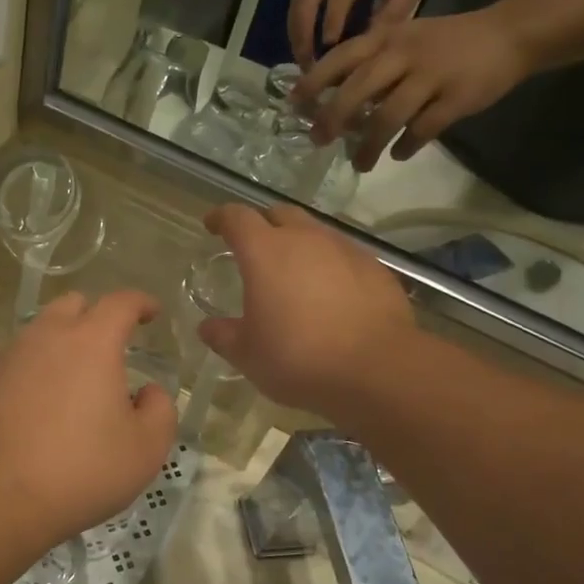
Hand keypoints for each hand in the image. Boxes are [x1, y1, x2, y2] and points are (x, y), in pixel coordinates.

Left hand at [0, 290, 176, 549]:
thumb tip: (149, 391)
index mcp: (91, 343)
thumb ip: (159, 410)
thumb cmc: (79, 471)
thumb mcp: (144, 450)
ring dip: (59, 347)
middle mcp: (45, 337)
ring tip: (70, 384)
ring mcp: (5, 358)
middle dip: (95, 316)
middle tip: (109, 345)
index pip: (121, 302)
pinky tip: (32, 411)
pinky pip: (11, 365)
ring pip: (38, 335)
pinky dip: (29, 375)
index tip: (152, 312)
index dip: (141, 302)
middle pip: (72, 305)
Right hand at [197, 204, 414, 419]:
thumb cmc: (298, 358)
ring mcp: (345, 249)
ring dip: (299, 244)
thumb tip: (208, 327)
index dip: (221, 218)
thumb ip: (223, 335)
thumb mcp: (248, 354)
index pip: (237, 218)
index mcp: (265, 252)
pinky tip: (331, 293)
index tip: (212, 225)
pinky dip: (330, 265)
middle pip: (279, 214)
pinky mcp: (375, 268)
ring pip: (315, 232)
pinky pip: (344, 255)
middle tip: (254, 248)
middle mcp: (305, 239)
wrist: (376, 369)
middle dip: (262, 224)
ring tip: (294, 273)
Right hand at [288, 0, 426, 68]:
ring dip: (295, 32)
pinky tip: (301, 47)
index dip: (335, 15)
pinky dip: (295, 27)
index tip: (331, 46)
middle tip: (307, 62)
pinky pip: (295, 2)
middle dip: (304, 29)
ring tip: (302, 60)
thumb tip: (370, 41)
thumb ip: (396, 9)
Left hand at [292, 10, 528, 171]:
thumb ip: (371, 65)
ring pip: (388, 116)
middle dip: (333, 117)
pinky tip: (399, 155)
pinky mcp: (456, 99)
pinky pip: (423, 130)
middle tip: (318, 140)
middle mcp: (404, 54)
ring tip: (360, 163)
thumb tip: (331, 100)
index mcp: (388, 38)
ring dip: (368, 145)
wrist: (509, 35)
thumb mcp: (403, 40)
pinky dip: (406, 146)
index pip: (341, 57)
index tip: (294, 104)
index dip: (314, 80)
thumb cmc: (445, 43)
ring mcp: (431, 76)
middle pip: (359, 89)